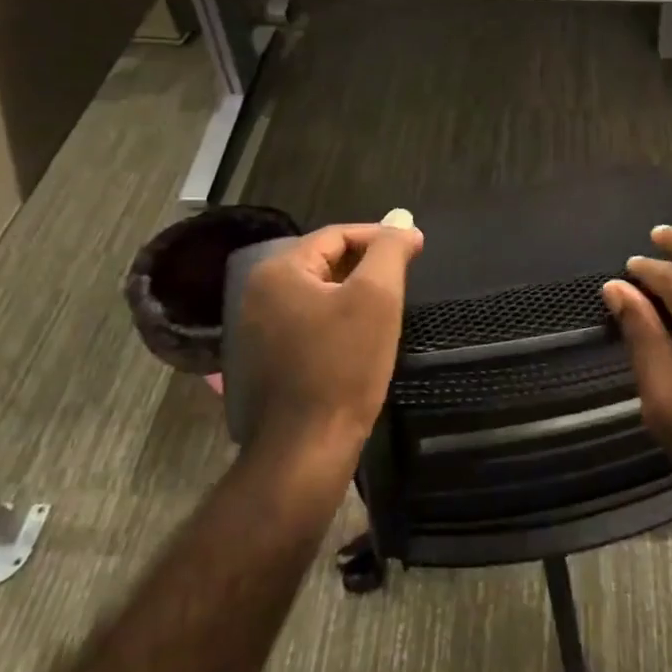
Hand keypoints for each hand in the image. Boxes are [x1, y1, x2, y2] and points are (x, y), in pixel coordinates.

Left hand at [233, 223, 423, 464]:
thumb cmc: (343, 365)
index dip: (379, 237)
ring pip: (317, 293)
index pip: (337, 235)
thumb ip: (389, 250)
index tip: (414, 248)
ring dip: (353, 292)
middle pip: (324, 261)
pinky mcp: (266, 359)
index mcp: (279, 271)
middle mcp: (258, 293)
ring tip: (388, 305)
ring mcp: (257, 328)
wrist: (306, 448)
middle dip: (366, 264)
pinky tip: (361, 337)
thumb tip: (402, 223)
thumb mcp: (376, 297)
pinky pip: (308, 321)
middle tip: (403, 277)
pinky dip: (337, 318)